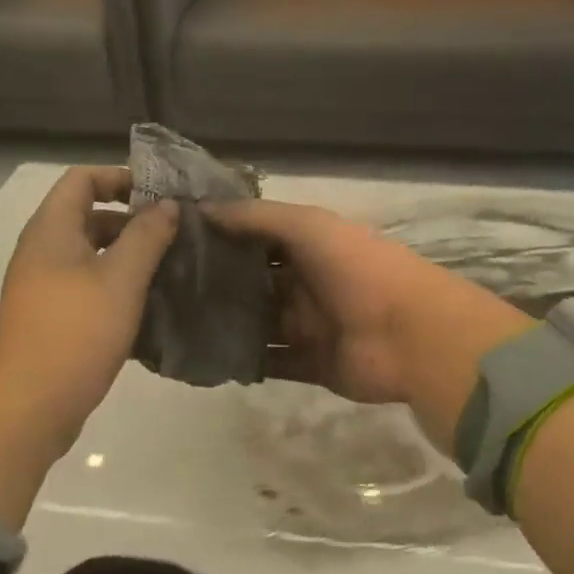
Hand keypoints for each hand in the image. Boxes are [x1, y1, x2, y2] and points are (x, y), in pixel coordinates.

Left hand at [0, 167, 176, 522]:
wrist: (27, 410)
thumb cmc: (76, 333)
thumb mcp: (121, 279)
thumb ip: (147, 236)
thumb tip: (166, 204)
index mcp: (51, 229)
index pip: (82, 178)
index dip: (120, 176)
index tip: (159, 193)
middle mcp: (42, 249)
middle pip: (88, 213)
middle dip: (131, 217)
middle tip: (174, 229)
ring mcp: (43, 284)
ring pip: (91, 251)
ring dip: (128, 252)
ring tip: (170, 263)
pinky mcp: (50, 315)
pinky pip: (87, 282)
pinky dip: (116, 281)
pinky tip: (149, 299)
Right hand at [206, 198, 530, 453]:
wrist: (409, 333)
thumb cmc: (357, 267)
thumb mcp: (307, 226)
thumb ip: (256, 217)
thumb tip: (201, 209)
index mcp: (309, 246)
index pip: (257, 238)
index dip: (223, 236)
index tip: (175, 238)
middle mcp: (306, 283)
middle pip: (255, 281)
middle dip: (217, 282)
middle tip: (164, 285)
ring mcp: (308, 326)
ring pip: (258, 323)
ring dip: (227, 322)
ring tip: (175, 322)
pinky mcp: (311, 365)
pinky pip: (271, 362)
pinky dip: (244, 360)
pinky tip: (205, 356)